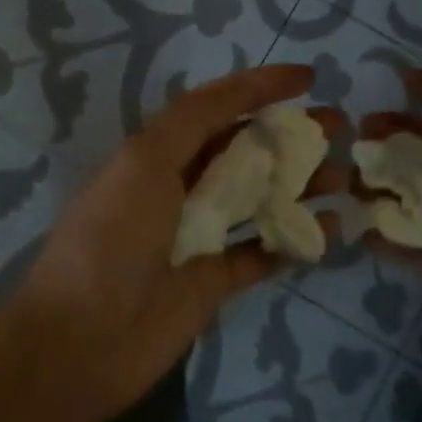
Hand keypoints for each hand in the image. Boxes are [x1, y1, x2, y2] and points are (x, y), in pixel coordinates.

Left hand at [7, 65, 345, 421]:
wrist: (78, 343)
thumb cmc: (111, 236)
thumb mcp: (145, 159)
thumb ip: (194, 120)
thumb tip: (244, 89)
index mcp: (162, 151)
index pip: (220, 105)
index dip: (262, 86)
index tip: (308, 78)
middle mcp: (184, 185)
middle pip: (248, 150)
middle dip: (293, 134)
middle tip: (339, 126)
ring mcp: (201, 234)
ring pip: (262, 198)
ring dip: (302, 184)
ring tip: (343, 178)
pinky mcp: (214, 281)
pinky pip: (262, 252)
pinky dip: (295, 240)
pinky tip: (331, 230)